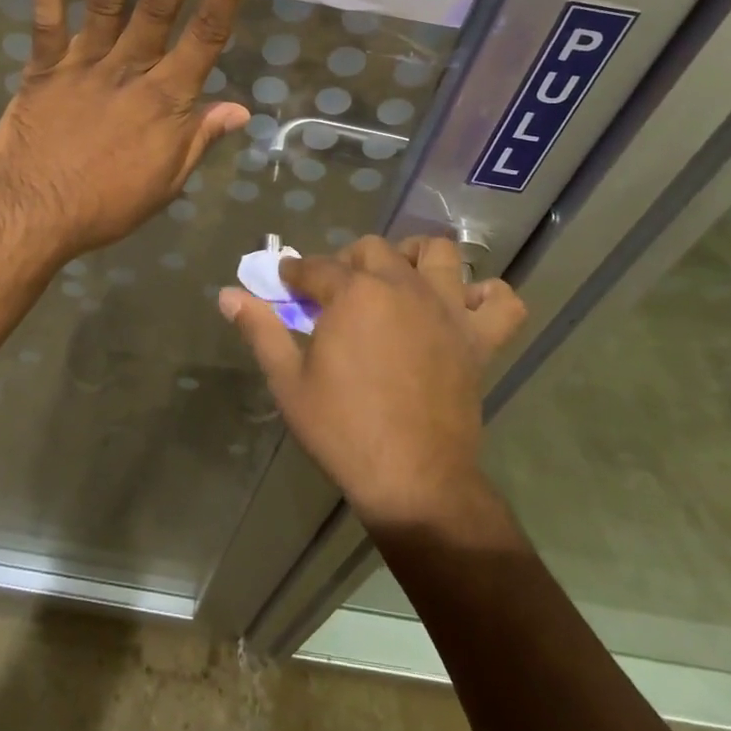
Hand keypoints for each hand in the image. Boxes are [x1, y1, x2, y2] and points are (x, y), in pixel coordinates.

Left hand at [0, 0, 256, 262]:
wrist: (34, 218)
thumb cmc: (106, 205)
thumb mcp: (167, 182)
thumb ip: (200, 139)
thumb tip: (240, 108)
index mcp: (167, 101)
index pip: (206, 37)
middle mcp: (130, 72)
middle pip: (159, 6)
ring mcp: (84, 66)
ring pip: (107, 2)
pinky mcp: (43, 69)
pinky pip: (46, 21)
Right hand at [220, 236, 525, 531]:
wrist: (413, 481)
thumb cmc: (343, 430)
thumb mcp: (288, 382)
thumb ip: (261, 330)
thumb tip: (228, 295)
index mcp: (353, 293)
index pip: (316, 267)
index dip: (296, 273)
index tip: (286, 281)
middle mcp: (402, 287)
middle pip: (372, 250)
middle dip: (347, 261)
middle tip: (335, 292)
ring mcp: (445, 310)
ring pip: (438, 254)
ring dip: (415, 257)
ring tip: (398, 280)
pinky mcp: (478, 339)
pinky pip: (502, 301)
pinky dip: (487, 296)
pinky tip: (463, 307)